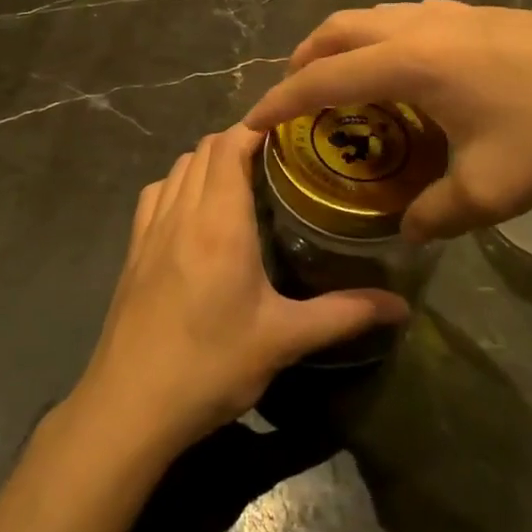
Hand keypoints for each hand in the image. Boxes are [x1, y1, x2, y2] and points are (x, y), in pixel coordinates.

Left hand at [78, 127, 408, 457]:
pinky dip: (179, 184)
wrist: (129, 406)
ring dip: (208, 161)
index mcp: (219, 221)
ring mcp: (150, 229)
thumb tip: (401, 306)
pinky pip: (156, 194)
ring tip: (243, 180)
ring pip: (178, 167)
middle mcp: (181, 212)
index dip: (258, 125)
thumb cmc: (210, 366)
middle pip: (205, 148)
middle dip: (239, 140)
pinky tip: (196, 214)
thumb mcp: (283, 339)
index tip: (292, 128)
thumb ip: (343, 314)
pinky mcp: (133, 250)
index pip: (231, 144)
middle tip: (279, 159)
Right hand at [243, 0, 531, 241]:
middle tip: (294, 100)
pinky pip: (410, 18)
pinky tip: (411, 74)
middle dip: (304, 61)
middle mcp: (422, 26)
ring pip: (375, 16)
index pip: (322, 77)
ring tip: (346, 86)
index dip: (279, 101)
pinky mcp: (484, 13)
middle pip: (339, 29)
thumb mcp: (494, 190)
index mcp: (412, 61)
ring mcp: (455, 12)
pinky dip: (384, 40)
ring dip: (345, 45)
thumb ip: (436, 215)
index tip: (249, 123)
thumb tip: (408, 231)